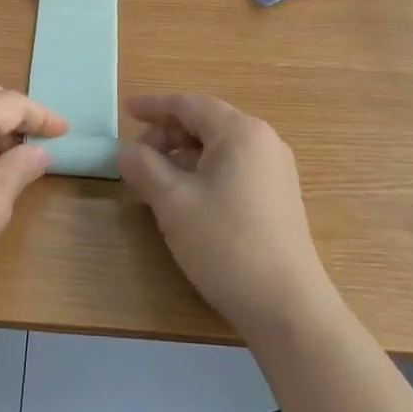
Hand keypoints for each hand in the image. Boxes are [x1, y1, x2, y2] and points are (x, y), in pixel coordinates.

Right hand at [118, 95, 336, 339]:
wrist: (286, 307)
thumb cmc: (226, 244)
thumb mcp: (174, 203)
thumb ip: (145, 168)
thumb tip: (125, 152)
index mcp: (241, 132)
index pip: (190, 105)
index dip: (154, 106)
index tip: (126, 111)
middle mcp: (263, 142)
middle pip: (206, 123)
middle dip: (167, 134)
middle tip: (136, 155)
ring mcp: (275, 170)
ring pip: (219, 147)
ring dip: (183, 155)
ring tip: (155, 178)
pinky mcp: (277, 196)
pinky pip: (233, 167)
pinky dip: (203, 171)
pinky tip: (185, 196)